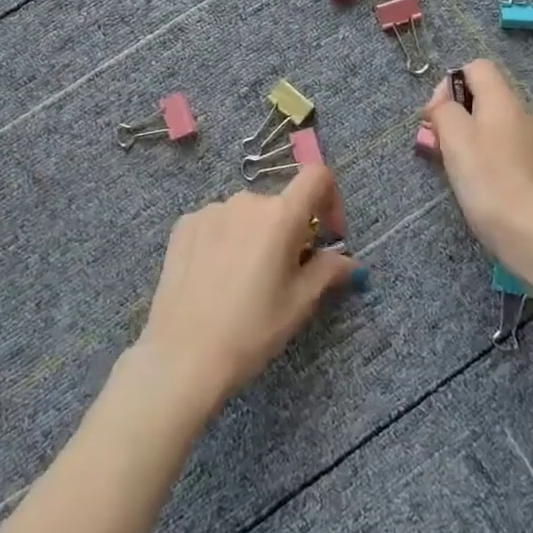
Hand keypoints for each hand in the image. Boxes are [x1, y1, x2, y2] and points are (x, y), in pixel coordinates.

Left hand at [129, 167, 358, 421]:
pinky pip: (218, 223)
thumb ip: (329, 270)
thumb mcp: (300, 303)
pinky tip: (216, 277)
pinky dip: (226, 240)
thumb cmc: (252, 329)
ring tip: (245, 279)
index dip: (331, 199)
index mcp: (280, 215)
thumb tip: (349, 261)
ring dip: (256, 235)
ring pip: (247, 215)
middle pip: (280, 203)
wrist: (183, 355)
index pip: (317, 176)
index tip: (328, 236)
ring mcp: (210, 210)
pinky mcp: (184, 225)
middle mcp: (245, 201)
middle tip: (286, 273)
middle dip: (291, 230)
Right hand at [423, 58, 532, 281]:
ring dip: (467, 140)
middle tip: (439, 146)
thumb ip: (444, 111)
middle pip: (482, 97)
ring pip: (491, 126)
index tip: (436, 116)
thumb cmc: (491, 182)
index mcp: (503, 100)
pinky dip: (485, 160)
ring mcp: (532, 143)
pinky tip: (478, 186)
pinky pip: (503, 151)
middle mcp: (521, 114)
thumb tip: (443, 102)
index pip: (476, 67)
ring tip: (454, 170)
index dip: (449, 83)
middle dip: (454, 115)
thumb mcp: (455, 140)